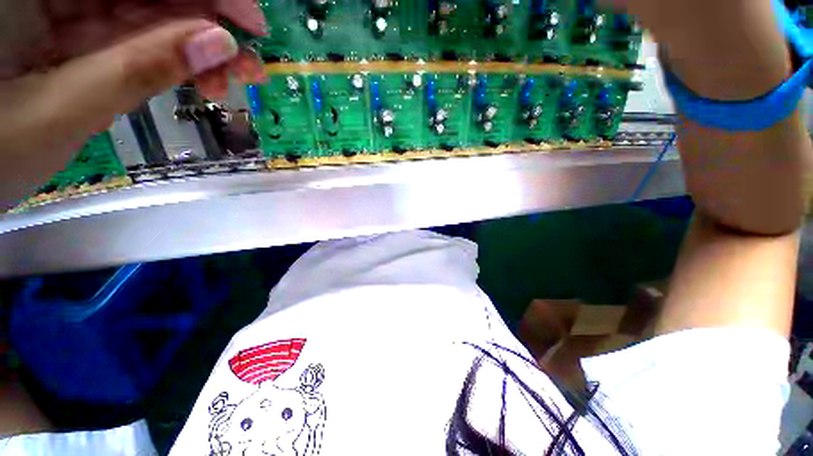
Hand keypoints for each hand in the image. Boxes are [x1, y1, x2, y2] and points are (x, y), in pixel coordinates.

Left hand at [0, 0, 266, 206]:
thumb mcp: (62, 111)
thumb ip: (137, 70)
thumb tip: (217, 46)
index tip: (251, 23)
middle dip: (204, 24)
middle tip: (246, 65)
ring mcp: (61, 14)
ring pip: (145, 15)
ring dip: (194, 48)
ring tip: (226, 82)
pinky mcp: (72, 41)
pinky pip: (132, 39)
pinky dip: (169, 59)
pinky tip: (197, 79)